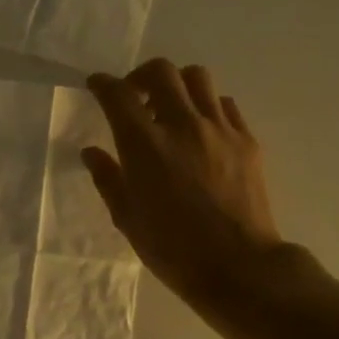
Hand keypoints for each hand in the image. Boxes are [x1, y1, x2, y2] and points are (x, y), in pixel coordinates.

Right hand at [84, 60, 310, 316]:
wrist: (238, 266)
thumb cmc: (172, 249)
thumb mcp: (127, 218)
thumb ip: (108, 178)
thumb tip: (92, 152)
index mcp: (144, 145)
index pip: (118, 95)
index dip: (103, 84)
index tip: (97, 85)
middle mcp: (182, 125)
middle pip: (161, 72)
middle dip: (140, 75)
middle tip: (134, 95)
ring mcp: (219, 129)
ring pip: (198, 78)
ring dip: (177, 84)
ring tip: (170, 108)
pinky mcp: (246, 140)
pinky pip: (224, 104)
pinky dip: (207, 105)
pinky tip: (201, 129)